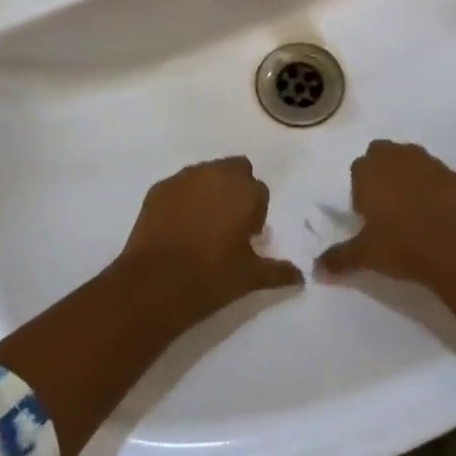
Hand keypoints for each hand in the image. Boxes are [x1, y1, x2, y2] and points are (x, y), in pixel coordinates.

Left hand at [121, 157, 303, 311]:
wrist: (155, 284)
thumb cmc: (211, 278)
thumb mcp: (251, 278)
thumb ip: (278, 271)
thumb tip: (300, 276)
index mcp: (245, 191)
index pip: (260, 192)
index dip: (255, 213)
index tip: (248, 236)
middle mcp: (216, 174)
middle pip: (235, 171)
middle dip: (235, 190)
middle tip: (228, 225)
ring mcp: (184, 178)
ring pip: (206, 174)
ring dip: (209, 191)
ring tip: (202, 226)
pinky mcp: (159, 188)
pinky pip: (180, 186)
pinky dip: (183, 199)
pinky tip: (178, 227)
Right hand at [315, 140, 455, 287]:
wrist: (455, 249)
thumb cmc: (401, 245)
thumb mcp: (364, 255)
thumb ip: (339, 258)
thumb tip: (317, 270)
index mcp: (371, 169)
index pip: (358, 168)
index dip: (361, 190)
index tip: (366, 215)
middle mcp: (399, 157)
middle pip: (385, 154)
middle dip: (383, 173)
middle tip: (386, 209)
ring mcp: (431, 164)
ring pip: (414, 161)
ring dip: (410, 177)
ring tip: (413, 211)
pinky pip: (440, 178)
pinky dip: (437, 190)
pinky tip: (439, 216)